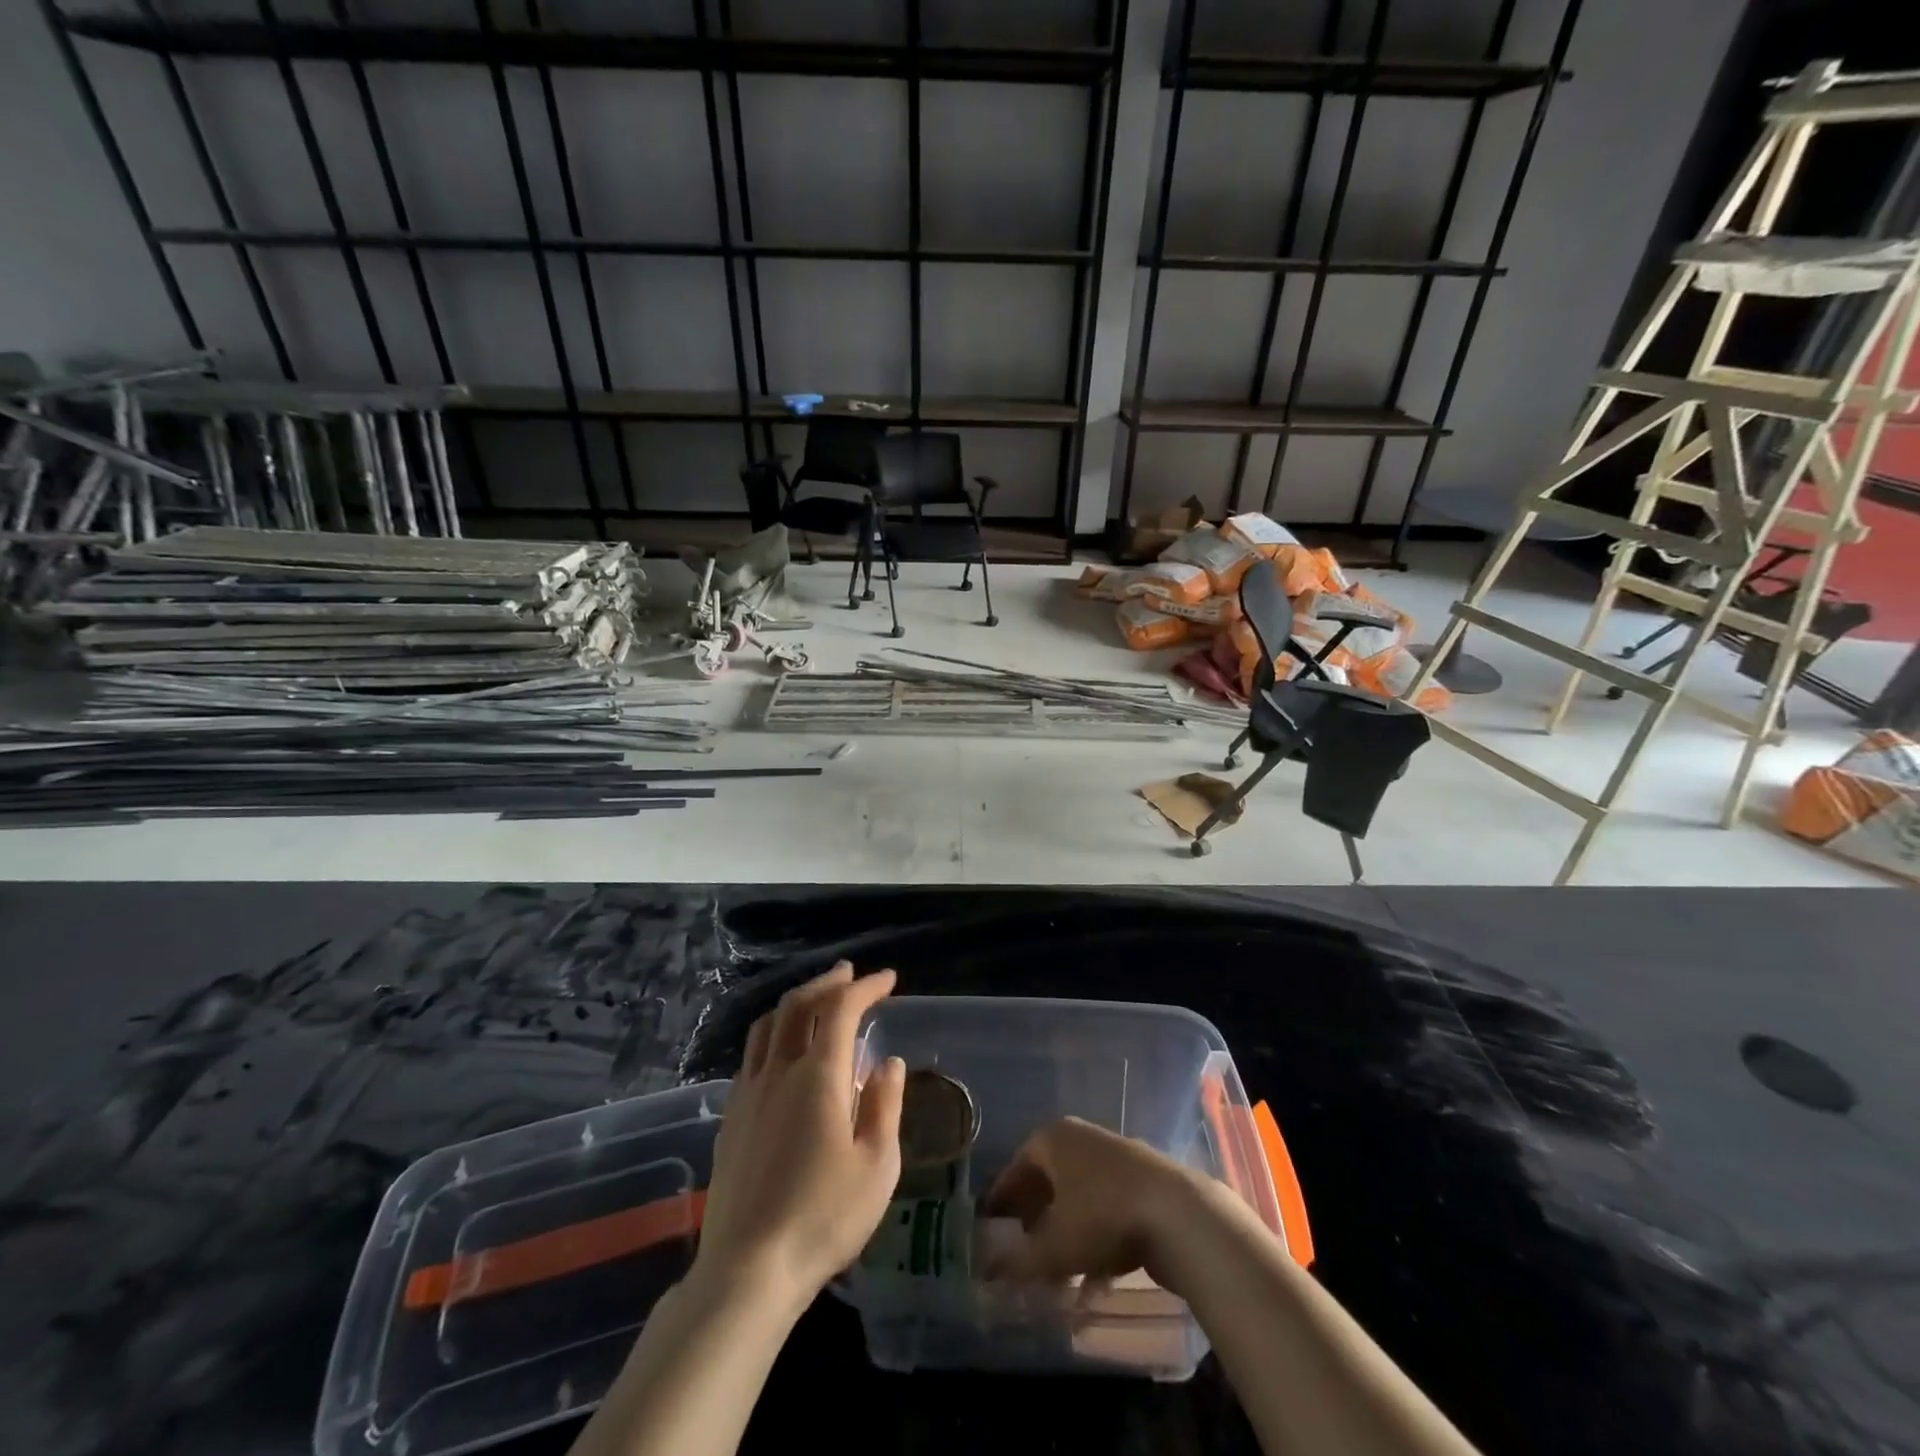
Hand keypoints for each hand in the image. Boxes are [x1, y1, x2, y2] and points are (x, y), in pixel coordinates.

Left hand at [691, 962, 905, 1311]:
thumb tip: (888, 1062)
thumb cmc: (823, 1218)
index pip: (841, 1009)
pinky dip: (773, 1033)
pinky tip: (782, 1053)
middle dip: (827, 983)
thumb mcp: (877, 1166)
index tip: (888, 979)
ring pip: (767, 1026)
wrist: (747, 1271)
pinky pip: (752, 1055)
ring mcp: (748, 1093)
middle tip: (849, 974)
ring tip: (815, 1001)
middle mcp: (778, 1072)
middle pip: (798, 1005)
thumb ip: (885, 1105)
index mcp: (818, 1076)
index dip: (866, 987)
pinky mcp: (731, 1118)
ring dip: (795, 1003)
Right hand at [982, 1116, 1204, 1289]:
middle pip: (1048, 1181)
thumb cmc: (1102, 1216)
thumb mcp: (1053, 1246)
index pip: (1016, 1167)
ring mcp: (1114, 1155)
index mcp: (1052, 1139)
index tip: (991, 1229)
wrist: (1178, 1212)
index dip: (1002, 1200)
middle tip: (1023, 1255)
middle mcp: (1080, 1138)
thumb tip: (987, 1269)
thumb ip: (1017, 1260)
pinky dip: (1095, 1239)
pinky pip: (1106, 1208)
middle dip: (1035, 1221)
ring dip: (1065, 1236)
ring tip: (1058, 1279)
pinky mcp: (1142, 1178)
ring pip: (1078, 1198)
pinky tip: (1094, 1281)